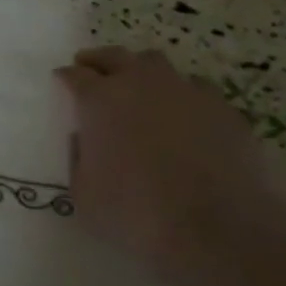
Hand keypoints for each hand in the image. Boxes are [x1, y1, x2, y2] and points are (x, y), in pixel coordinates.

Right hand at [54, 47, 277, 285]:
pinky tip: (185, 112)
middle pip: (115, 56)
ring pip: (158, 64)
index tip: (62, 79)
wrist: (216, 229)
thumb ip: (78, 158)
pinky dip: (184, 94)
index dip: (67, 77)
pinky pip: (197, 89)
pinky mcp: (224, 109)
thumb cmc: (134, 213)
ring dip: (142, 71)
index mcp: (100, 101)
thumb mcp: (82, 194)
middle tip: (91, 67)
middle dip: (99, 60)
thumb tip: (84, 139)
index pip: (76, 75)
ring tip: (139, 85)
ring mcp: (186, 92)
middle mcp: (141, 84)